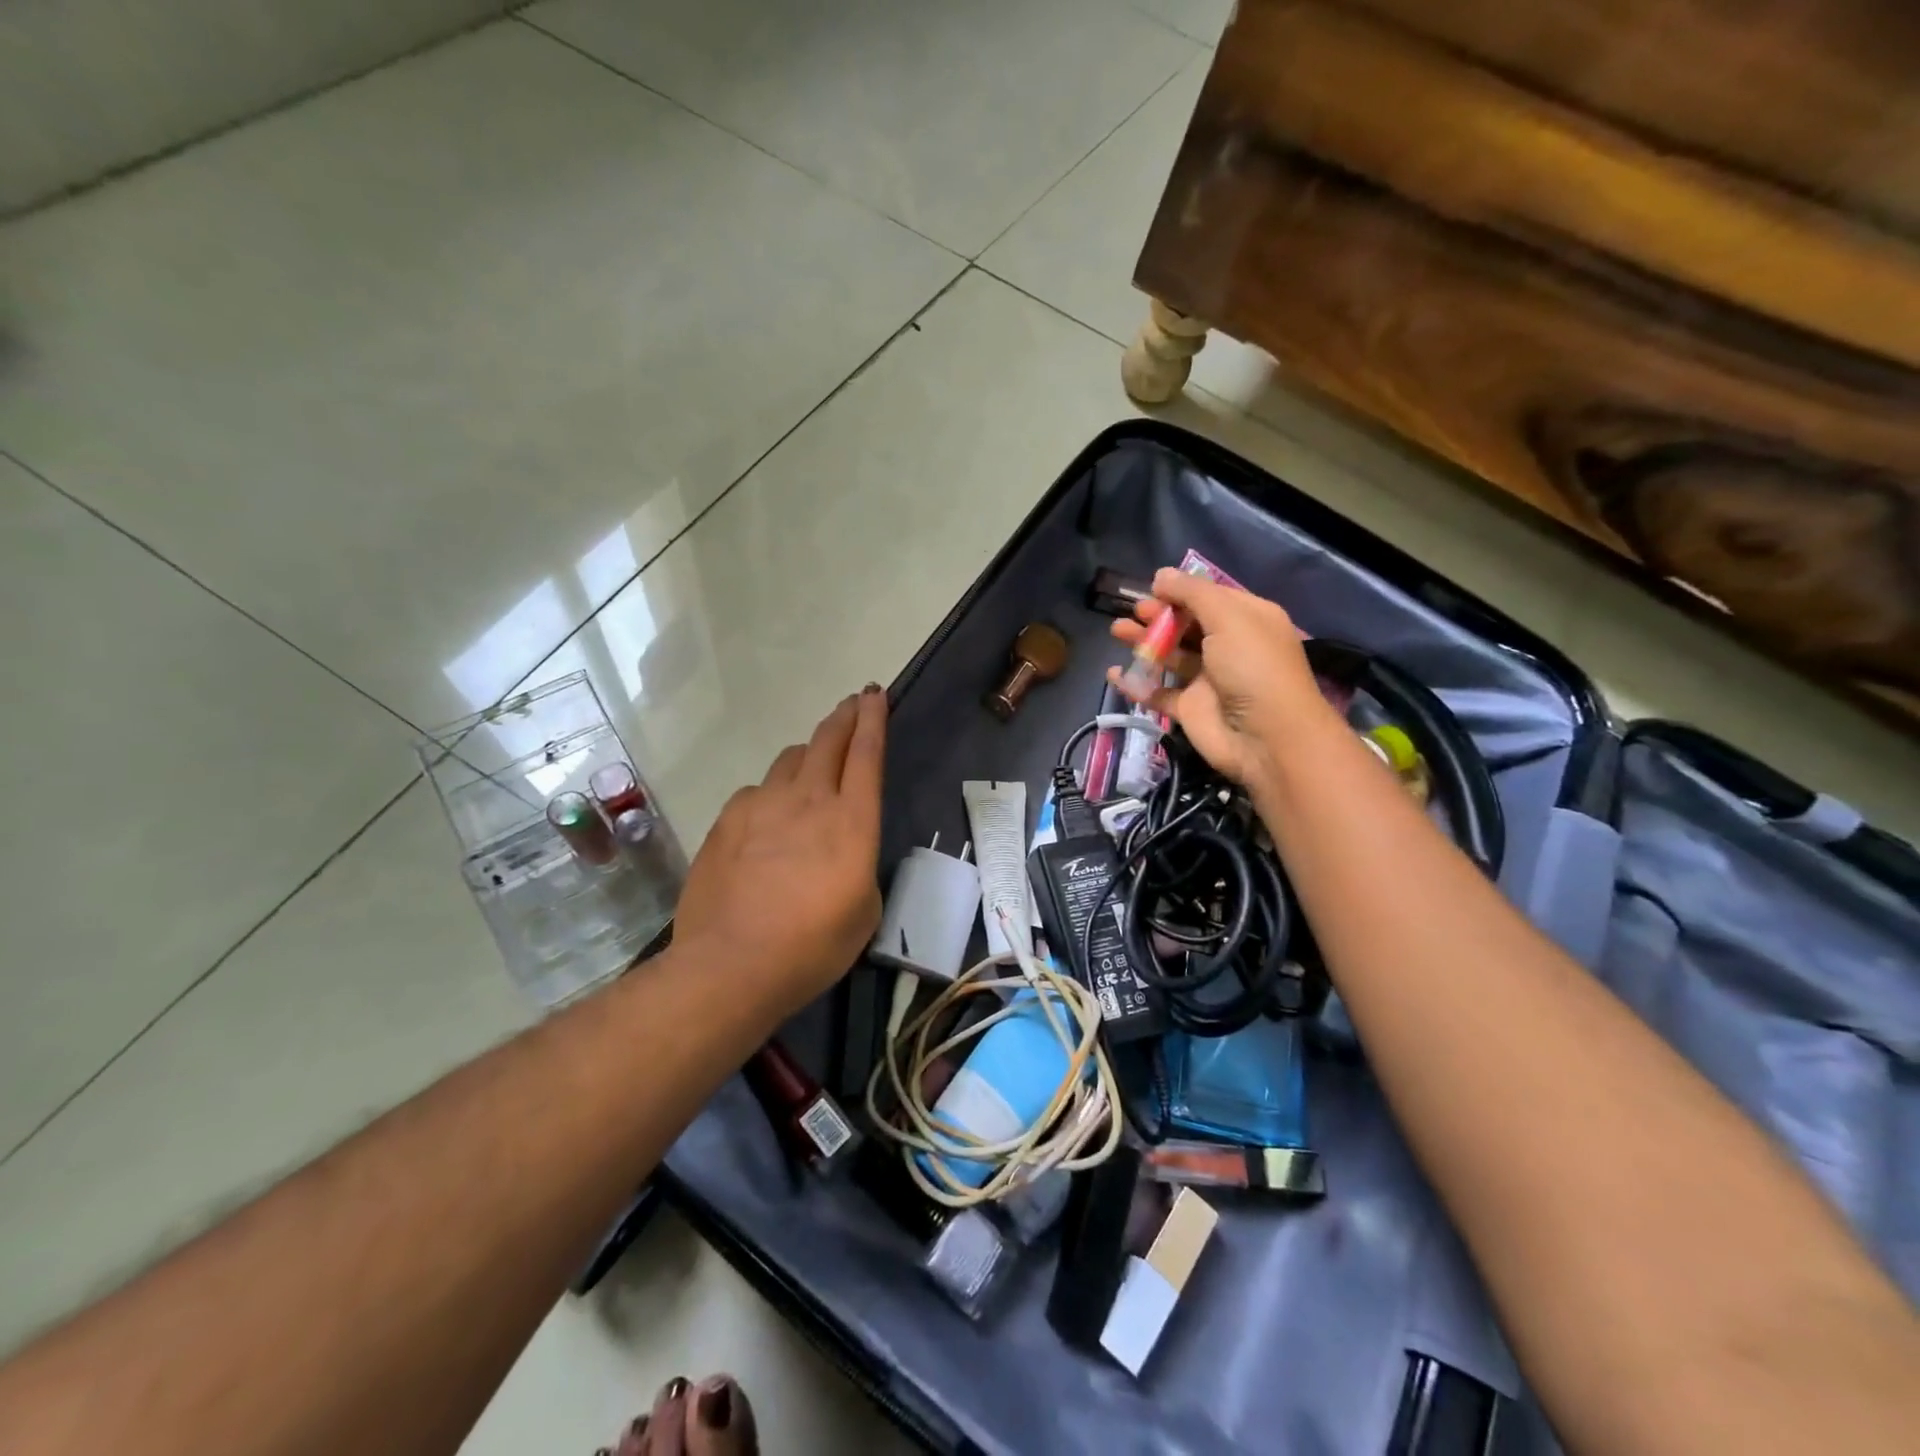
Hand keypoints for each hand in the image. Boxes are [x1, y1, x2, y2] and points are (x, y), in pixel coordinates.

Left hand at [674, 687, 886, 1012]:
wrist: (731, 965)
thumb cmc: (812, 946)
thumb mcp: (864, 911)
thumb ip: (859, 865)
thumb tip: (843, 851)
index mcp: (851, 820)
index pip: (866, 753)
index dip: (873, 719)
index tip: (874, 695)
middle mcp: (808, 799)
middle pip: (827, 739)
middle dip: (844, 716)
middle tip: (852, 704)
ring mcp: (761, 805)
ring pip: (789, 760)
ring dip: (807, 755)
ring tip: (811, 766)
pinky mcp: (726, 820)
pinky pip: (756, 792)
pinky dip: (770, 794)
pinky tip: (767, 819)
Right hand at [1109, 567, 1338, 787]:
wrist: (1266, 737)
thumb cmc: (1252, 666)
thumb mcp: (1228, 617)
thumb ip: (1193, 593)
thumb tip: (1161, 575)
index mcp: (1246, 620)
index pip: (1210, 597)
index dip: (1181, 591)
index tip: (1152, 587)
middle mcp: (1227, 646)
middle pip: (1185, 625)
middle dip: (1158, 615)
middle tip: (1135, 611)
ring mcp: (1207, 679)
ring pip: (1169, 655)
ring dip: (1143, 642)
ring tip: (1117, 631)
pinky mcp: (1189, 708)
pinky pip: (1157, 691)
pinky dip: (1136, 682)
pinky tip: (1115, 673)